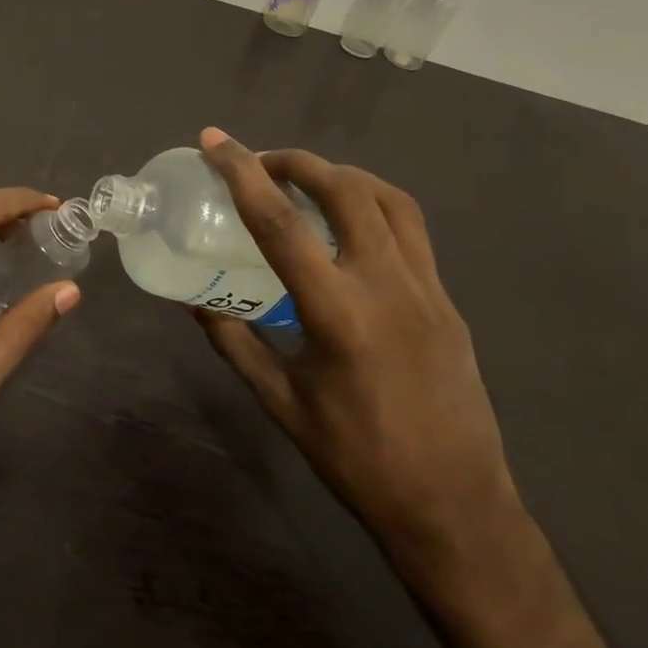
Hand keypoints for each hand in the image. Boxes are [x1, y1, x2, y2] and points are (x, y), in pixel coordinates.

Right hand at [193, 127, 520, 558]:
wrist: (454, 506)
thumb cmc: (355, 458)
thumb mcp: (280, 400)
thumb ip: (233, 340)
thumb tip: (193, 298)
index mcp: (337, 313)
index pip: (280, 223)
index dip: (242, 174)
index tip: (215, 141)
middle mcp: (386, 285)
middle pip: (345, 191)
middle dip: (298, 161)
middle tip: (262, 162)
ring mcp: (426, 289)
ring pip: (388, 199)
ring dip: (342, 175)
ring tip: (306, 180)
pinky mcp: (447, 300)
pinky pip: (412, 229)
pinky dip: (375, 203)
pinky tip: (351, 221)